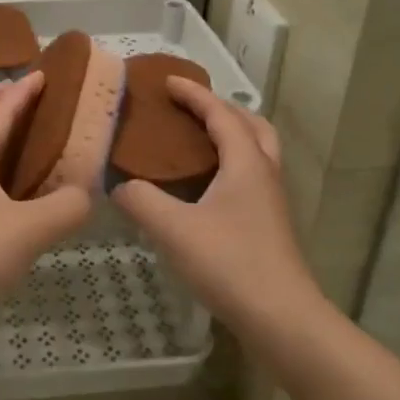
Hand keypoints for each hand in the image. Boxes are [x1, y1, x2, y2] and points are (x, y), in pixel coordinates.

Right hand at [112, 79, 313, 325]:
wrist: (282, 318)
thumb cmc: (229, 264)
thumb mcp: (173, 229)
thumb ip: (141, 201)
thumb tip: (118, 186)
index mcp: (246, 163)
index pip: (221, 114)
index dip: (194, 94)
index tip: (167, 81)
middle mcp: (264, 174)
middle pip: (251, 125)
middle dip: (221, 109)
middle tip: (189, 109)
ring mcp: (271, 201)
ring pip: (257, 151)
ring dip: (231, 136)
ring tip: (197, 142)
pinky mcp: (270, 224)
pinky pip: (251, 176)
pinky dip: (230, 164)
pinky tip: (205, 188)